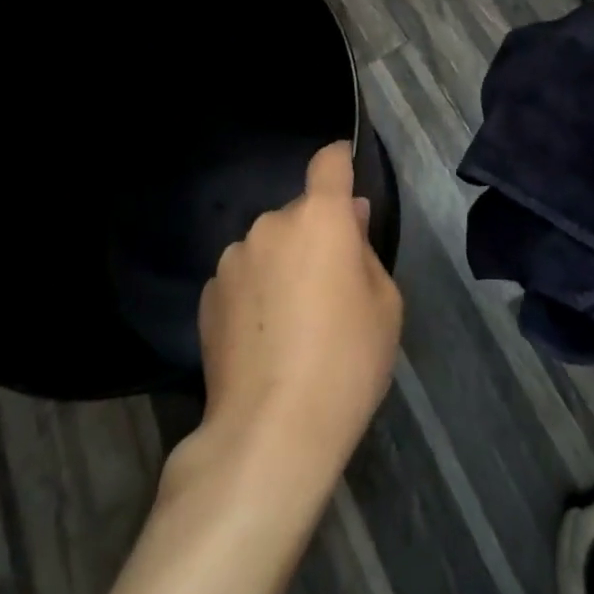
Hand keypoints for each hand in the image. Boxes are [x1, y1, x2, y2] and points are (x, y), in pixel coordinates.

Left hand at [193, 142, 401, 479]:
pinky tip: (263, 341)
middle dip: (315, 235)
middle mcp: (271, 224)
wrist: (271, 431)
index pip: (328, 163)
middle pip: (300, 213)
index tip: (345, 174)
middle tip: (329, 287)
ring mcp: (233, 258)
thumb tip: (350, 221)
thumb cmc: (345, 362)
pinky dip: (254, 294)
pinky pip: (242, 278)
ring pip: (268, 247)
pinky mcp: (208, 295)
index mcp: (320, 217)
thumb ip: (367, 250)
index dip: (339, 162)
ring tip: (291, 324)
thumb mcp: (385, 306)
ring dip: (281, 265)